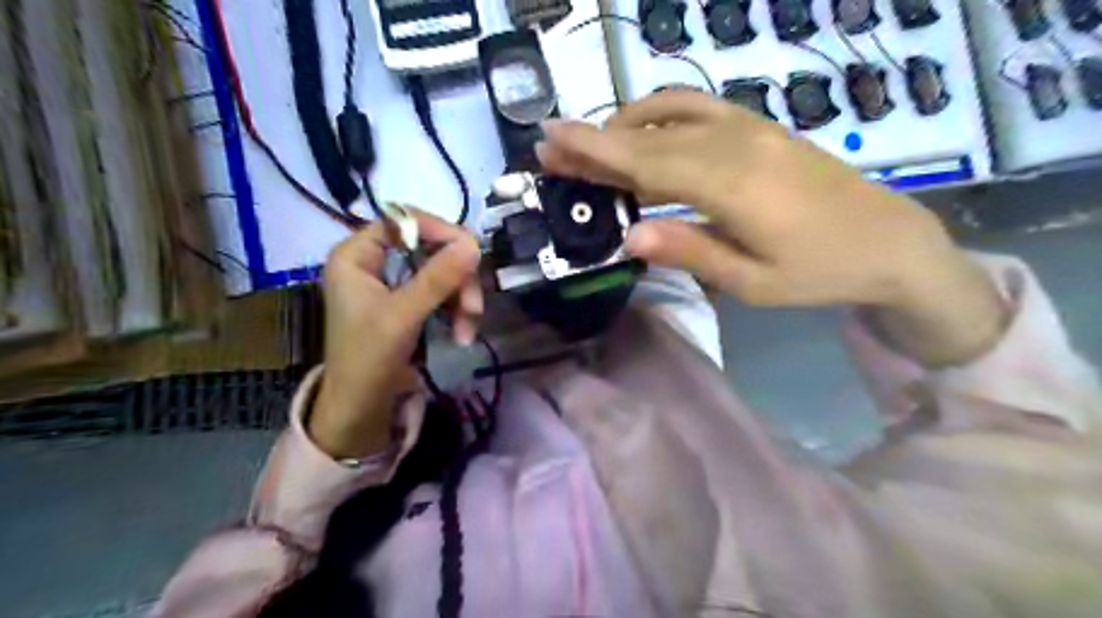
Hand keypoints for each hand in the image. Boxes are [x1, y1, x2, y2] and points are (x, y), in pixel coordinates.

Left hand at [308, 210, 481, 456]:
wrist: (361, 409)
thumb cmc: (368, 359)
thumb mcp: (403, 315)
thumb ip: (437, 277)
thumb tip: (474, 243)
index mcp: (355, 256)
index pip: (401, 221)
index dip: (437, 230)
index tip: (470, 249)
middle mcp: (373, 263)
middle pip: (428, 248)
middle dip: (456, 278)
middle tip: (474, 306)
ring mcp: (392, 284)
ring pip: (441, 272)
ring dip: (461, 299)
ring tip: (468, 330)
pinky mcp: (408, 304)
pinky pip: (441, 293)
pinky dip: (455, 310)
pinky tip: (462, 334)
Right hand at [539, 90, 1009, 363]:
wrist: (891, 242)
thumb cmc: (820, 272)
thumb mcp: (753, 282)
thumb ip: (690, 253)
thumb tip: (628, 237)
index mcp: (734, 186)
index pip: (648, 161)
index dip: (595, 150)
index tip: (551, 138)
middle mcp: (738, 144)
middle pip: (652, 136)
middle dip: (597, 140)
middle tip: (553, 147)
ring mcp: (752, 129)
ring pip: (673, 114)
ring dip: (626, 126)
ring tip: (592, 147)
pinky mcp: (761, 129)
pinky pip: (700, 110)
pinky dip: (661, 116)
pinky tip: (644, 132)